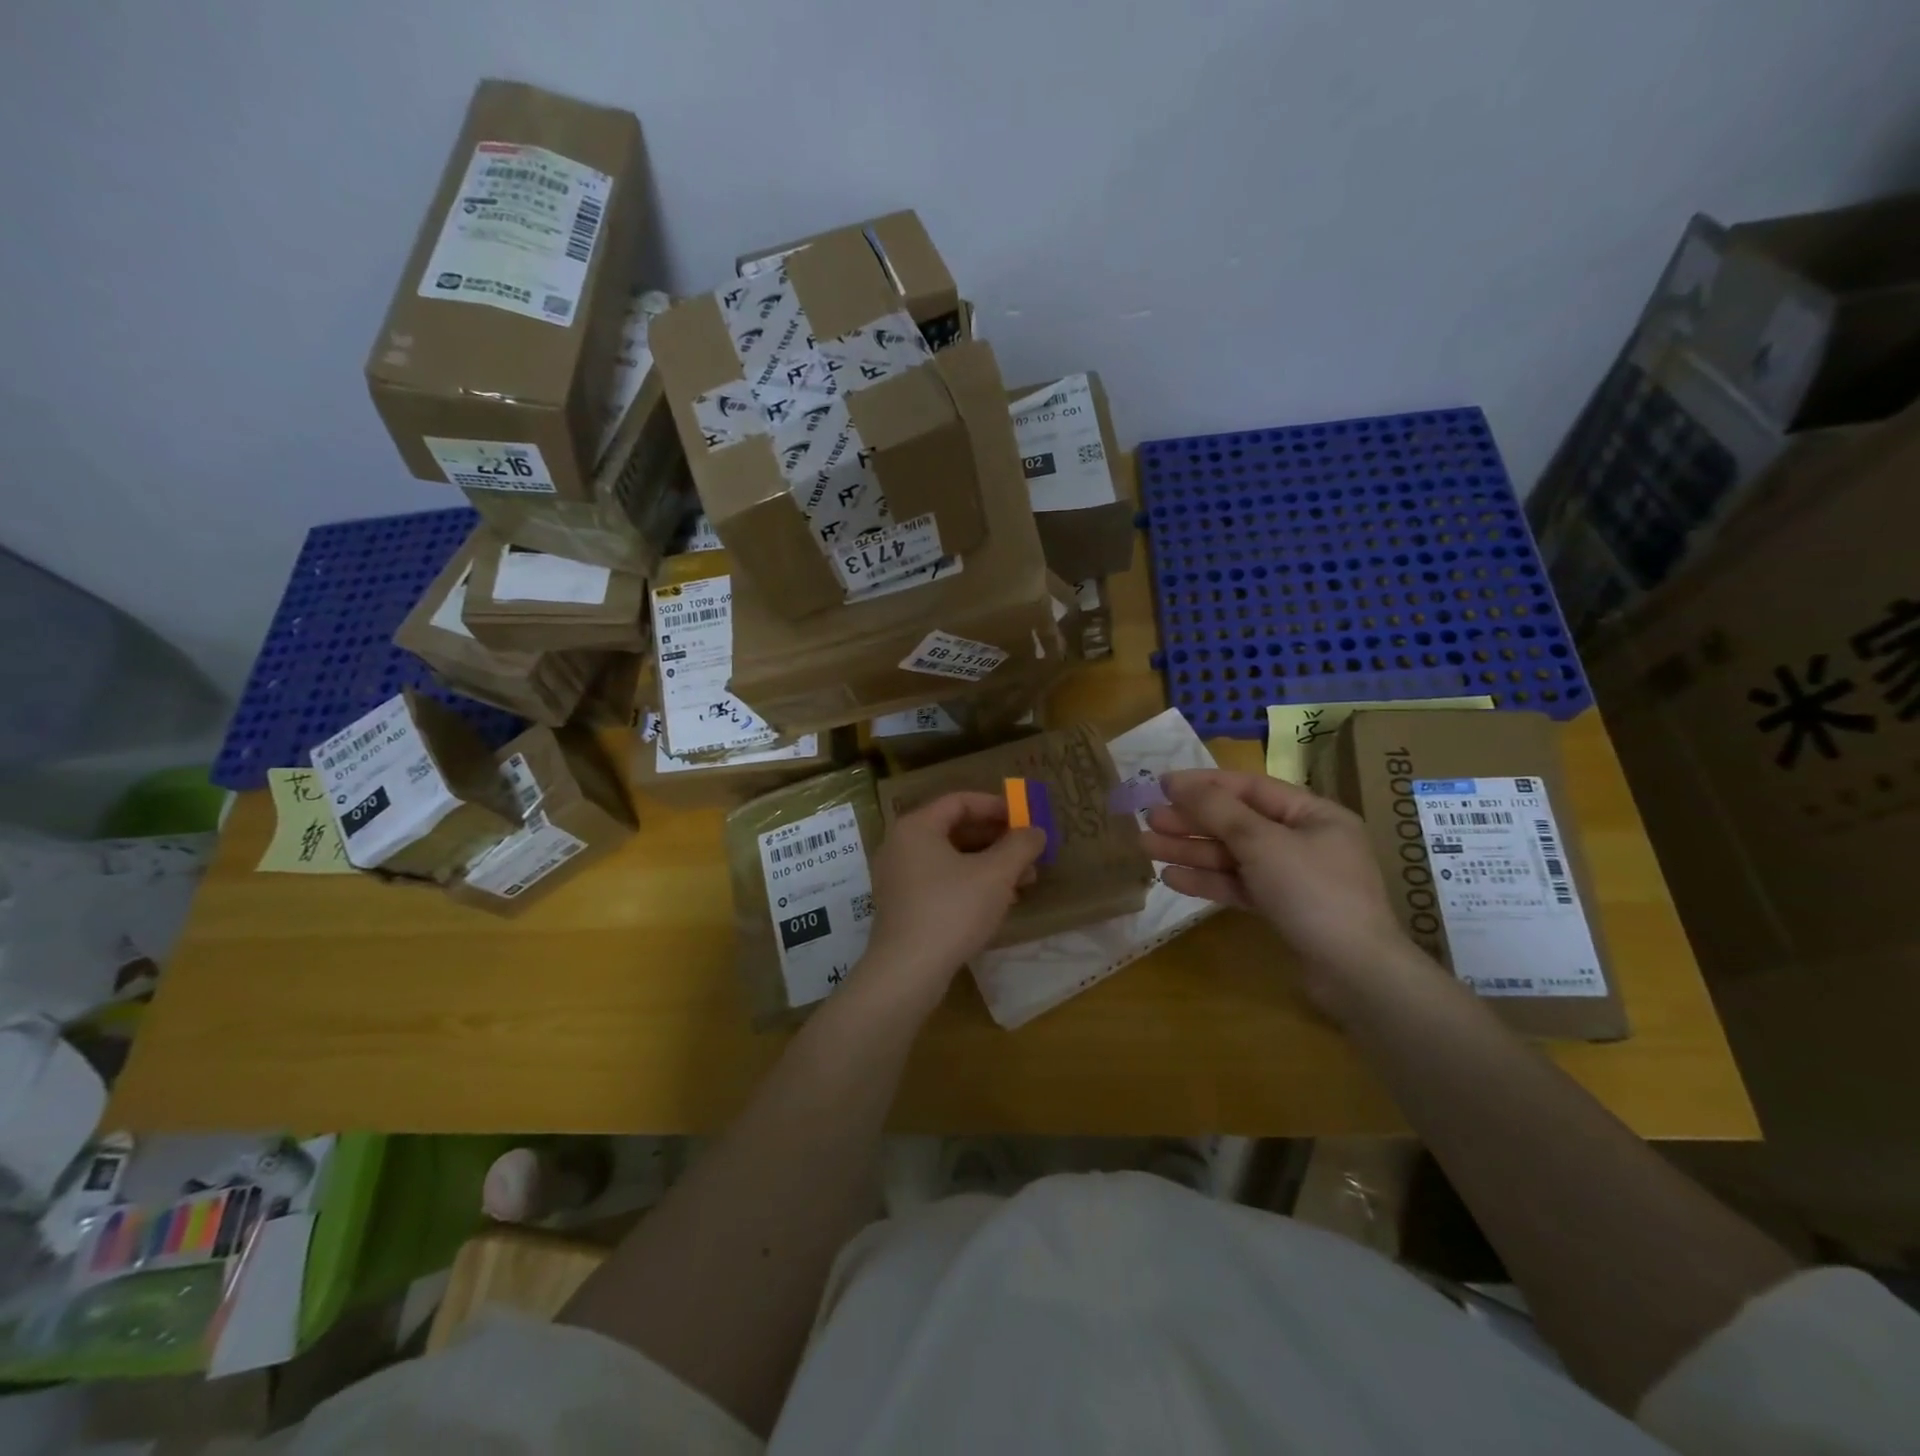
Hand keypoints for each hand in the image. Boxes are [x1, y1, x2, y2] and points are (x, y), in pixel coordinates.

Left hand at [857, 792, 1045, 1014]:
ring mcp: (899, 878)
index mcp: (917, 827)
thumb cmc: (952, 910)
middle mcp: (901, 846)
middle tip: (1029, 852)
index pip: (959, 801)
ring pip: (951, 859)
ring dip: (989, 865)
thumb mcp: (995, 874)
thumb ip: (1019, 846)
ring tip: (1024, 881)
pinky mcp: (903, 906)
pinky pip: (941, 882)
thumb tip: (1035, 831)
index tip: (1025, 819)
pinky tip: (999, 902)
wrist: (907, 971)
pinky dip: (971, 884)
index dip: (996, 806)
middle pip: (955, 830)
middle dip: (997, 840)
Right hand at [1141, 769, 1411, 1008]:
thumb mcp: (1262, 843)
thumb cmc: (1313, 893)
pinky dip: (1208, 880)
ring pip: (1234, 855)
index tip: (1161, 784)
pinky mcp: (1283, 909)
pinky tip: (1172, 879)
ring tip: (1147, 847)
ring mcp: (1294, 877)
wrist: (1355, 975)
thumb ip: (1217, 810)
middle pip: (1238, 822)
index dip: (1204, 784)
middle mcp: (1304, 840)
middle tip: (1148, 819)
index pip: (1250, 788)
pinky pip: (1239, 885)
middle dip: (1192, 821)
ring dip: (1192, 851)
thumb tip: (1176, 781)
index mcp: (1313, 814)